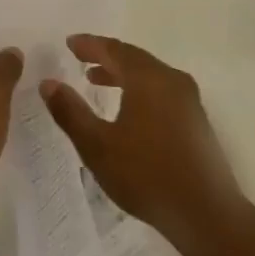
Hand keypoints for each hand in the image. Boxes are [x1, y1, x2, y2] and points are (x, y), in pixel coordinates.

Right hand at [40, 35, 249, 255]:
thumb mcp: (98, 146)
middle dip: (105, 57)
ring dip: (122, 74)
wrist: (205, 212)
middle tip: (80, 59)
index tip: (69, 43)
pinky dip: (139, 88)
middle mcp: (172, 80)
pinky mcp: (196, 119)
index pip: (114, 49)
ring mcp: (188, 99)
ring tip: (95, 82)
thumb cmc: (146, 175)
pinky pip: (161, 90)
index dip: (90, 44)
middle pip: (134, 58)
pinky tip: (127, 109)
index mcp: (148, 78)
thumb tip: (48, 83)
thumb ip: (70, 112)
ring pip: (150, 75)